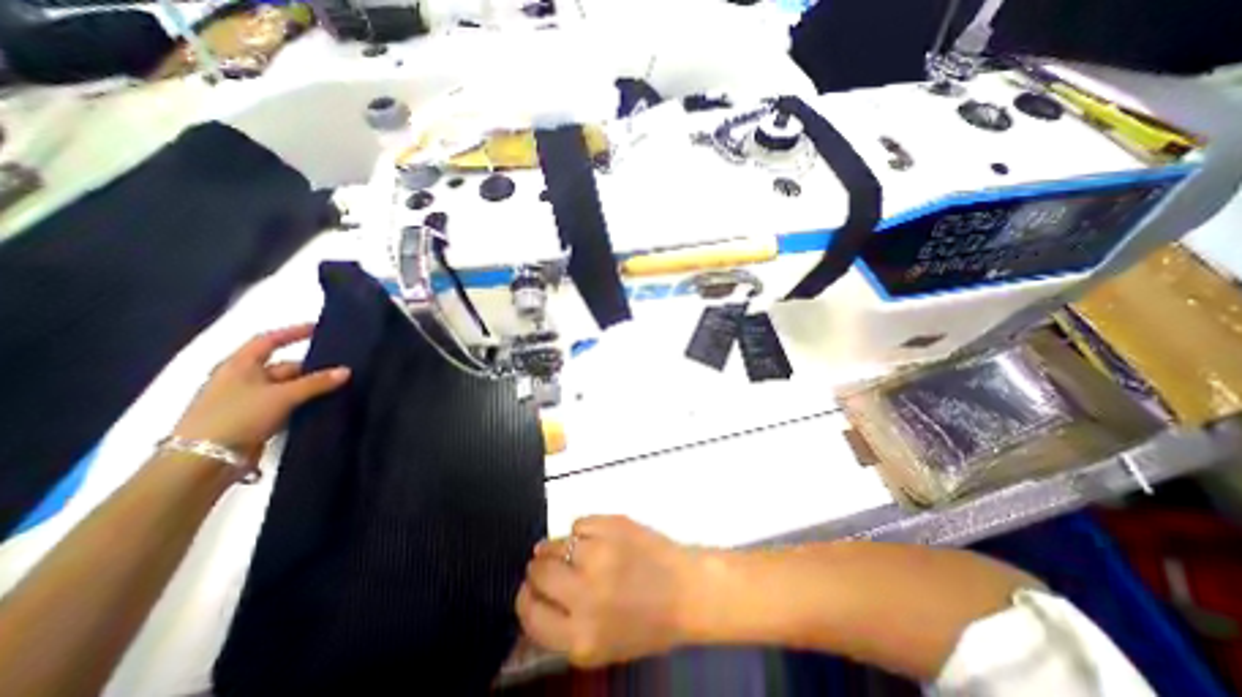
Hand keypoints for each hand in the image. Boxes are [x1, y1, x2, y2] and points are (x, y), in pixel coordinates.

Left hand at [169, 323, 347, 457]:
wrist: (204, 462)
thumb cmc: (238, 417)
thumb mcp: (282, 395)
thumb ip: (317, 382)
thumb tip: (346, 370)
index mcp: (239, 366)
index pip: (268, 341)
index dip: (293, 332)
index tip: (319, 328)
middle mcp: (242, 379)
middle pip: (284, 366)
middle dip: (312, 367)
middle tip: (342, 367)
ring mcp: (248, 400)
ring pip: (287, 387)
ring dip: (311, 387)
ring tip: (341, 386)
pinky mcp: (255, 419)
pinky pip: (286, 404)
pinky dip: (304, 402)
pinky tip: (325, 404)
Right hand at [518, 515, 706, 667]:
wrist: (686, 590)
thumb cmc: (646, 624)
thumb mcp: (600, 646)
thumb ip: (563, 628)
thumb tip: (534, 598)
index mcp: (581, 637)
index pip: (529, 614)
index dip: (525, 597)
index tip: (529, 588)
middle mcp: (585, 595)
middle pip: (538, 572)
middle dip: (538, 568)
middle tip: (547, 565)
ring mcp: (600, 554)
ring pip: (556, 543)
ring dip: (558, 547)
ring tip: (574, 551)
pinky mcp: (613, 525)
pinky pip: (579, 522)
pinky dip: (581, 530)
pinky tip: (595, 539)